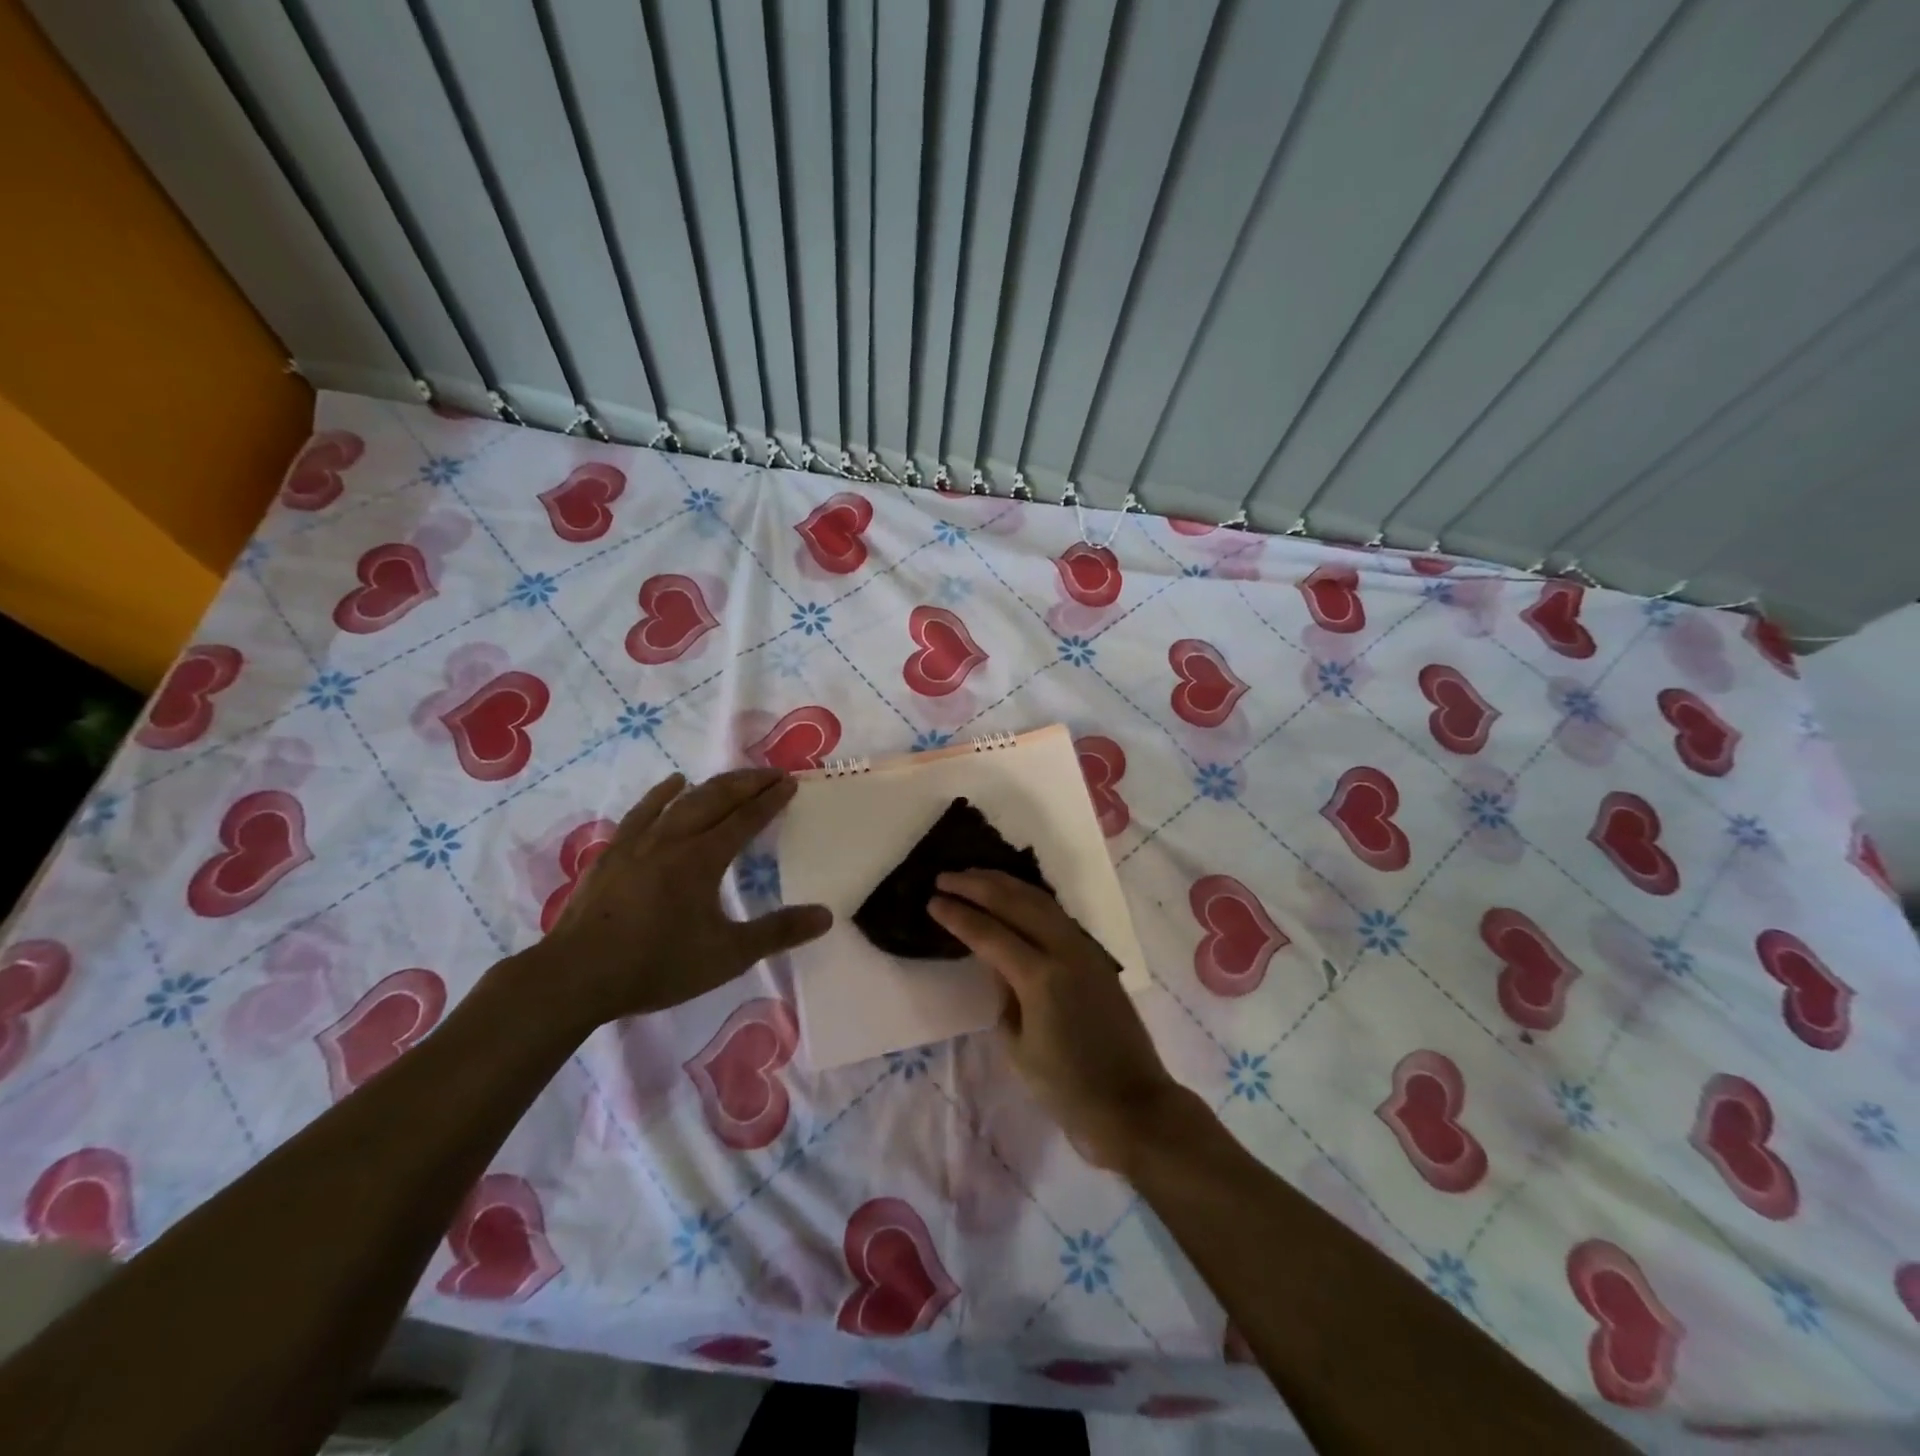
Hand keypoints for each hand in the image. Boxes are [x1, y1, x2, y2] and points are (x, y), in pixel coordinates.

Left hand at [533, 769, 830, 1028]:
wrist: (576, 975)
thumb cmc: (657, 965)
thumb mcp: (727, 955)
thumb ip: (777, 933)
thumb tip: (825, 915)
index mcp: (703, 859)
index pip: (745, 819)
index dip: (770, 799)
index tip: (790, 782)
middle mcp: (673, 839)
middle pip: (716, 798)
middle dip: (748, 782)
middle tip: (772, 773)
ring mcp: (639, 842)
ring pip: (682, 799)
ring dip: (713, 784)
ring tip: (735, 777)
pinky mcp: (613, 852)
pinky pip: (643, 811)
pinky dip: (662, 793)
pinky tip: (672, 783)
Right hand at [929, 870, 1179, 1170]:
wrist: (1132, 1103)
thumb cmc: (1067, 1089)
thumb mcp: (1019, 1047)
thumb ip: (1004, 995)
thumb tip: (998, 963)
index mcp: (1040, 978)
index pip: (989, 934)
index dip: (958, 915)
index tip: (932, 899)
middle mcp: (1064, 951)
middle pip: (1016, 902)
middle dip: (978, 885)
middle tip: (946, 877)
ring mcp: (1084, 949)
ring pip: (1040, 900)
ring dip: (1005, 884)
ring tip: (975, 876)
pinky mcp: (1095, 956)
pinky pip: (1056, 914)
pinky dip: (1029, 898)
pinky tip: (1014, 896)